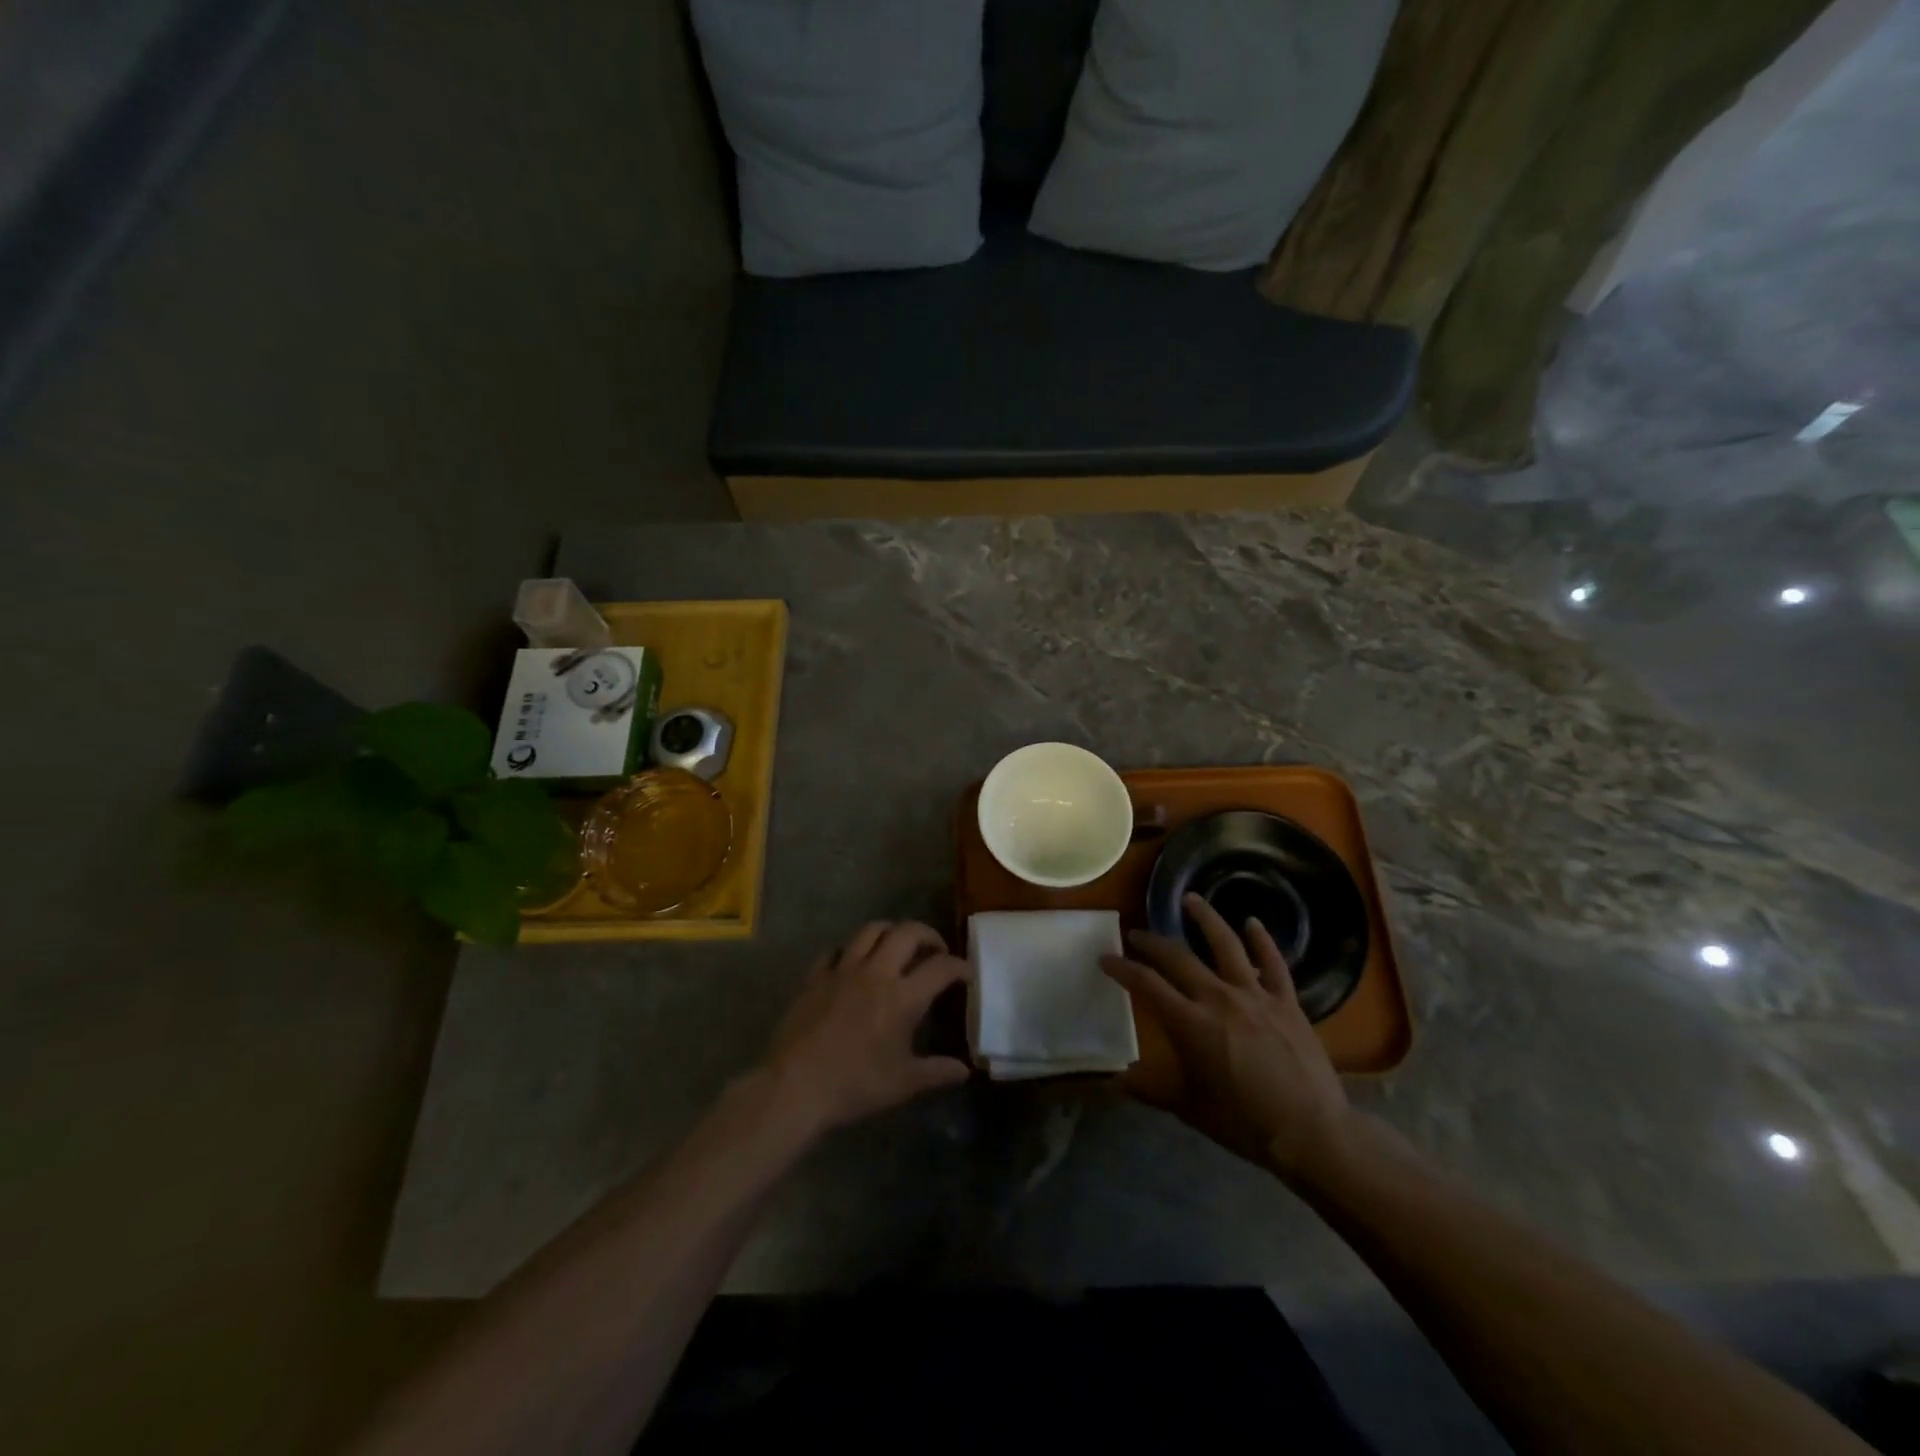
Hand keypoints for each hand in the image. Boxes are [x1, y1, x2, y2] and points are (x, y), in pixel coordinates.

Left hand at [763, 921, 972, 1137]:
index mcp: (902, 997)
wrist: (795, 1086)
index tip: (966, 973)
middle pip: (908, 932)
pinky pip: (836, 950)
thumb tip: (965, 1070)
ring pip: (871, 930)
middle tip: (935, 950)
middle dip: (928, 935)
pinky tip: (853, 965)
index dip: (959, 966)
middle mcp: (876, 973)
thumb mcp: (903, 1084)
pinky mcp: (816, 976)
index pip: (941, 967)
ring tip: (897, 947)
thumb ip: (937, 1072)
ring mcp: (843, 970)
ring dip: (891, 932)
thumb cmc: (855, 1085)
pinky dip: (850, 951)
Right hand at [1101, 893, 1350, 1182]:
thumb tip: (1113, 1081)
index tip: (1106, 958)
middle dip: (1152, 942)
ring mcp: (1255, 996)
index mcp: (1190, 1023)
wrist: (1311, 1133)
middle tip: (1136, 934)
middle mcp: (1219, 998)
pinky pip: (1274, 963)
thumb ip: (1149, 1089)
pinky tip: (1253, 922)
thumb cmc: (1243, 1123)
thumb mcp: (1188, 1108)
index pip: (1146, 984)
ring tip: (1190, 898)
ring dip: (1205, 918)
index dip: (1122, 968)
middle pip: (1178, 957)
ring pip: (1226, 944)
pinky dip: (1263, 940)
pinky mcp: (1287, 1002)